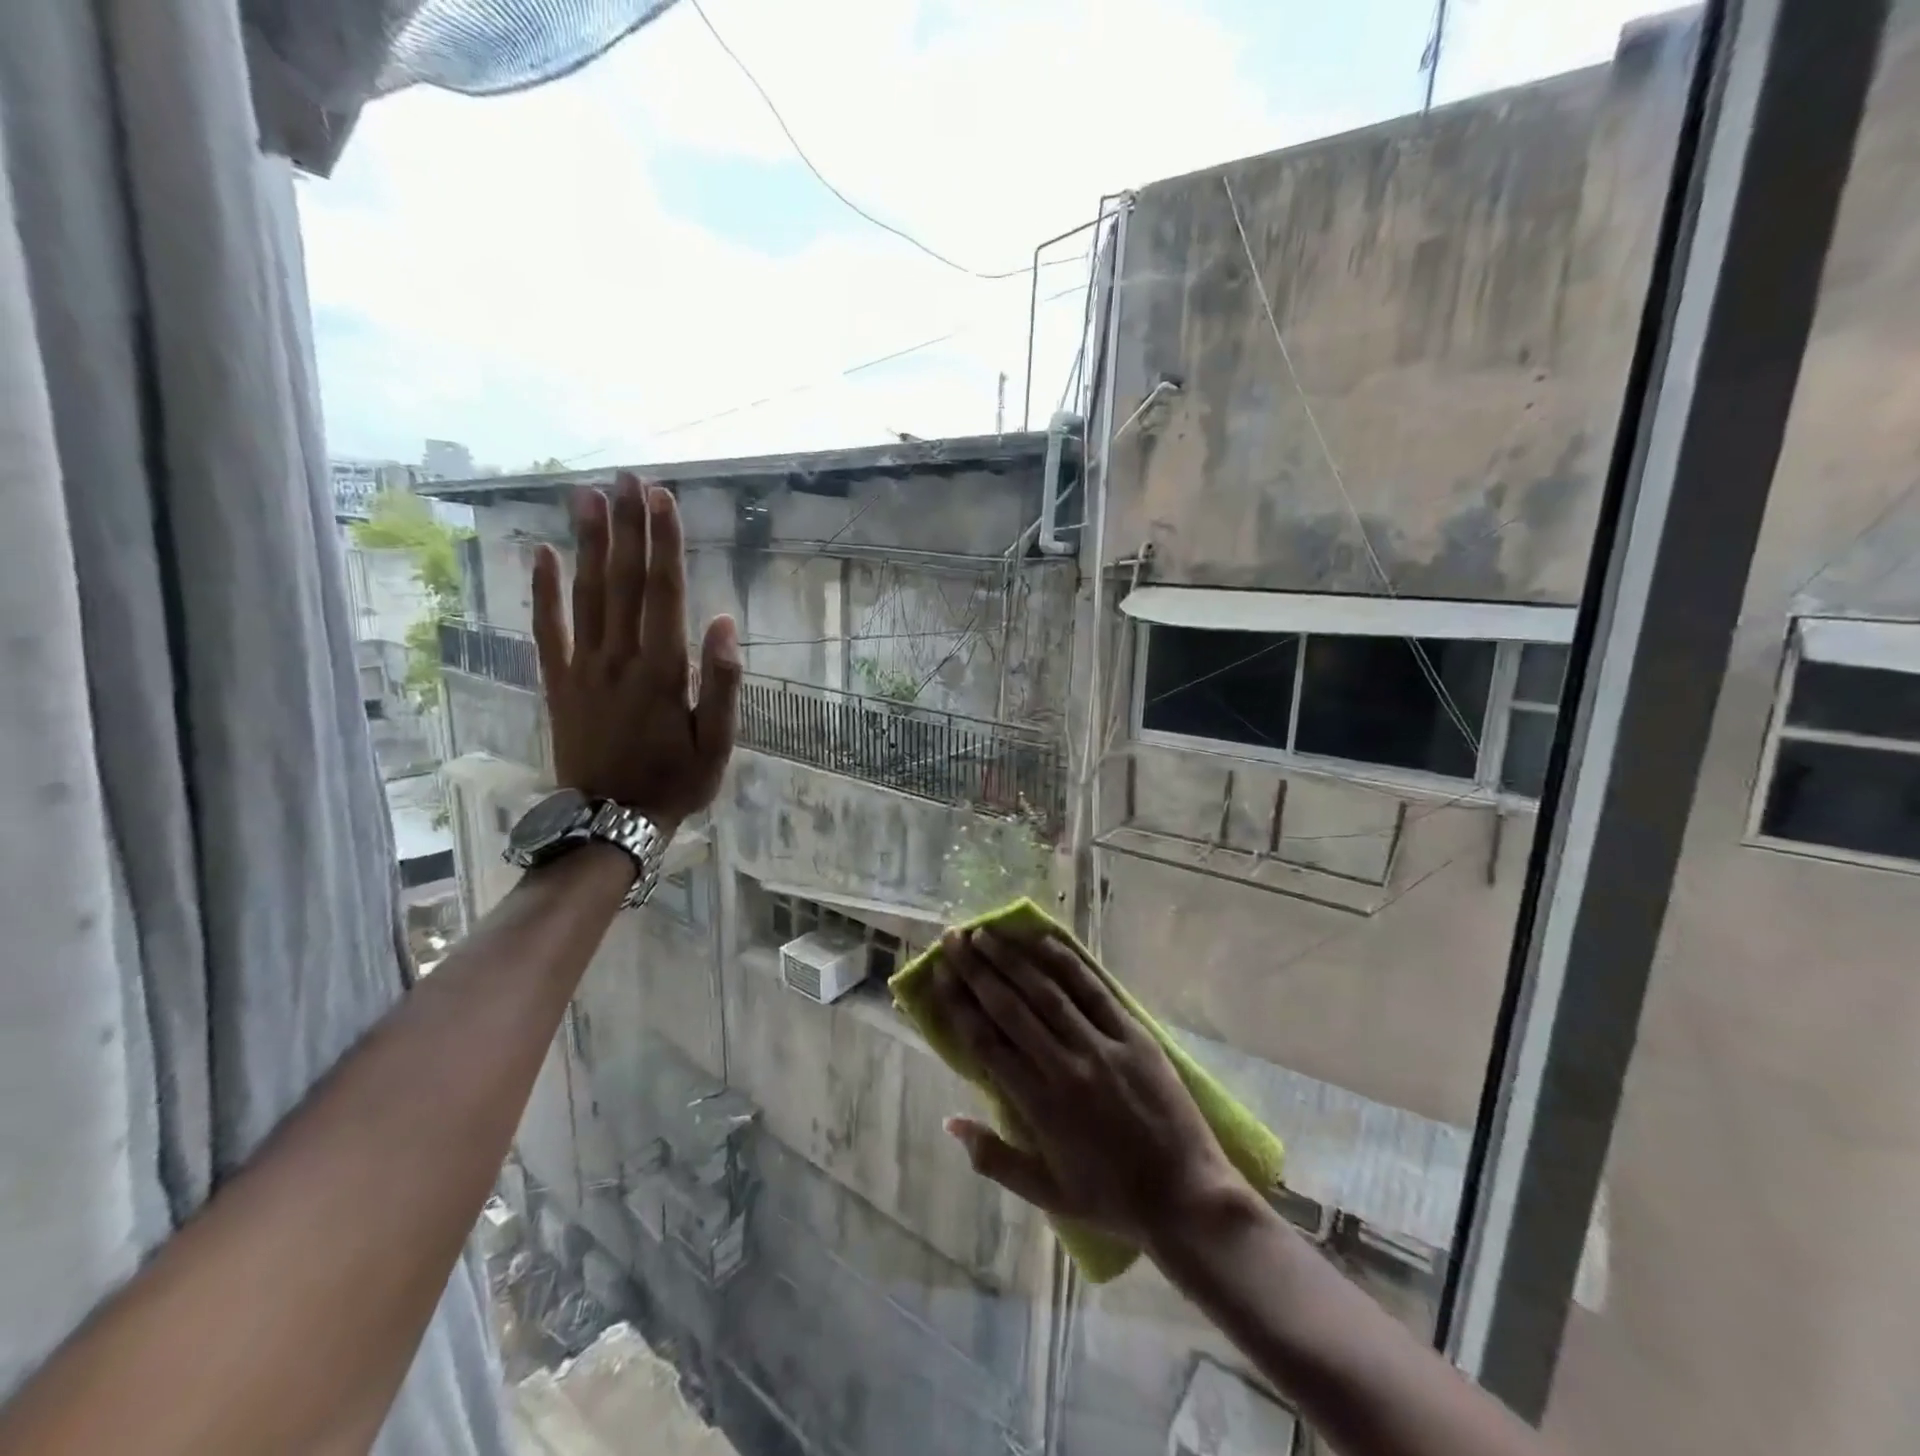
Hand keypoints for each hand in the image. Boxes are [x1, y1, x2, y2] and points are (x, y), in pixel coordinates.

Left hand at [530, 472, 741, 834]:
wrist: (611, 822)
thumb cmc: (676, 783)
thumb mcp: (718, 743)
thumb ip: (722, 683)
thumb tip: (723, 622)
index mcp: (663, 670)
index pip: (664, 592)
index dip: (663, 542)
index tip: (662, 498)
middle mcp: (619, 657)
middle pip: (623, 580)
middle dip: (627, 526)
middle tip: (627, 478)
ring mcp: (583, 667)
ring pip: (586, 594)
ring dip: (588, 543)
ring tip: (589, 496)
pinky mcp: (558, 682)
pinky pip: (548, 630)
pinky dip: (543, 591)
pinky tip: (540, 553)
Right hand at [929, 925, 1247, 1249]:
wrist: (1187, 1197)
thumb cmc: (1112, 1199)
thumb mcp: (1047, 1194)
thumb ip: (994, 1159)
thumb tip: (950, 1121)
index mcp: (1039, 1105)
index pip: (986, 1042)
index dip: (958, 1004)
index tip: (939, 975)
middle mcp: (1065, 1066)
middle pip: (1010, 1007)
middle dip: (976, 969)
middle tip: (953, 938)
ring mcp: (1102, 1046)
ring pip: (1047, 991)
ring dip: (1013, 958)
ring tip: (986, 933)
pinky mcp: (1133, 1034)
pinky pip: (1094, 990)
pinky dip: (1066, 963)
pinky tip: (1043, 941)